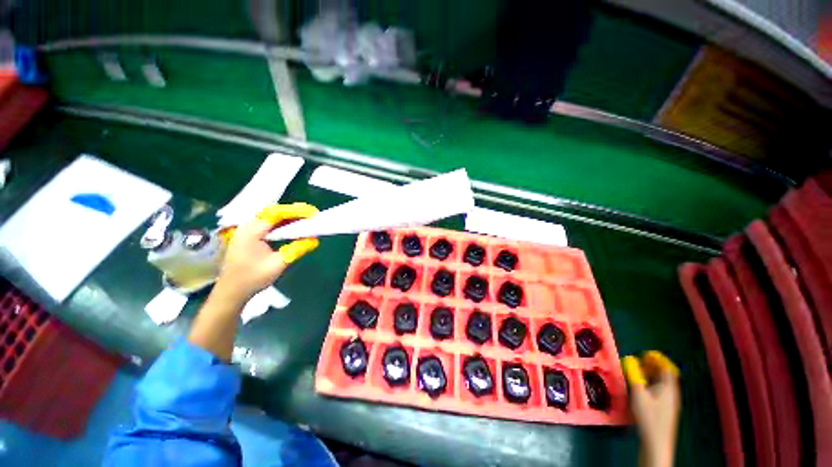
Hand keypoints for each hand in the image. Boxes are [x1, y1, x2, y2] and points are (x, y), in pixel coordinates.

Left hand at [215, 203, 318, 303]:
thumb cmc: (252, 278)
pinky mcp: (250, 236)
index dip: (295, 211)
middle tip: (312, 215)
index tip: (312, 213)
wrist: (231, 291)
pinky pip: (268, 224)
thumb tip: (315, 239)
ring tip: (306, 219)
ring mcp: (247, 230)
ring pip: (271, 217)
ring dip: (289, 217)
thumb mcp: (278, 264)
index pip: (276, 214)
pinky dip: (283, 223)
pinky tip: (293, 227)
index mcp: (252, 232)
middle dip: (294, 212)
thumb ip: (296, 249)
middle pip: (273, 212)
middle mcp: (248, 227)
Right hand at [622, 351, 680, 466]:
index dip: (658, 359)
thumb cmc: (648, 416)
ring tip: (636, 373)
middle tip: (638, 362)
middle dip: (652, 367)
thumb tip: (629, 359)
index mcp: (668, 388)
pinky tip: (640, 389)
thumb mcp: (639, 394)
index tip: (646, 354)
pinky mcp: (664, 410)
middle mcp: (671, 393)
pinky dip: (650, 385)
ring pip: (661, 384)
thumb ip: (634, 376)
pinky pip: (659, 391)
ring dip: (650, 376)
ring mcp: (669, 402)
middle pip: (665, 375)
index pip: (667, 368)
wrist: (656, 442)